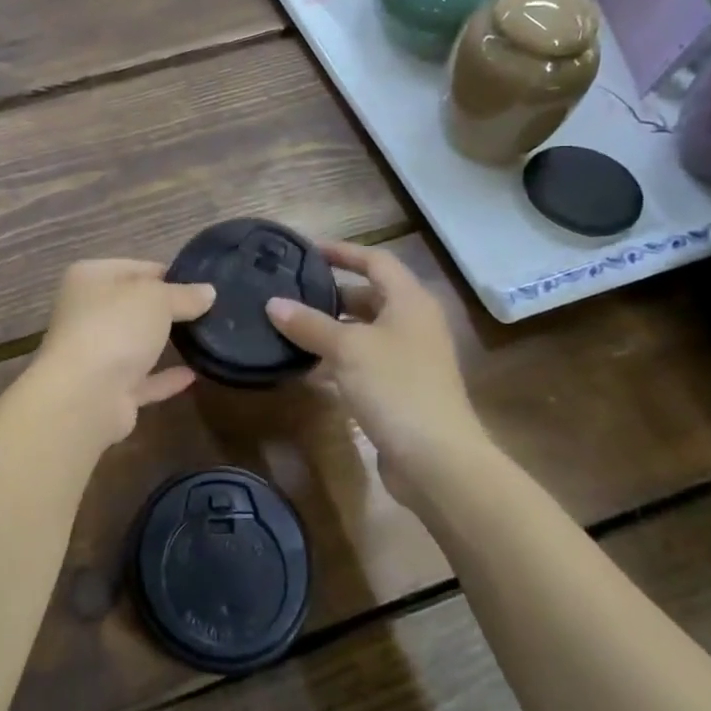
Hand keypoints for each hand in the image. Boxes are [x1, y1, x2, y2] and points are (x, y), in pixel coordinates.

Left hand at [29, 259, 215, 446]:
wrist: (85, 396)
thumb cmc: (116, 328)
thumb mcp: (157, 299)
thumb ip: (184, 294)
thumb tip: (208, 292)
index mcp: (90, 279)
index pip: (134, 268)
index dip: (168, 274)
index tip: (201, 283)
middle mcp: (87, 313)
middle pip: (133, 306)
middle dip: (167, 309)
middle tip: (210, 310)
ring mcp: (95, 354)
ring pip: (135, 343)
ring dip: (163, 343)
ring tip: (205, 338)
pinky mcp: (108, 391)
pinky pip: (143, 379)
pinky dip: (165, 378)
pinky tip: (195, 375)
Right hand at [265, 241, 485, 498]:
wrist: (437, 460)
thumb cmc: (396, 387)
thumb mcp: (347, 349)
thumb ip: (309, 324)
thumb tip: (273, 303)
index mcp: (410, 302)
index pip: (376, 261)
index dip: (343, 251)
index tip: (307, 250)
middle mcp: (414, 324)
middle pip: (370, 296)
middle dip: (332, 293)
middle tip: (291, 290)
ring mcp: (410, 360)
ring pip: (365, 332)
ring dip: (331, 329)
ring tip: (290, 325)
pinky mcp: (401, 390)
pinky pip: (364, 363)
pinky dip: (338, 360)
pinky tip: (307, 367)